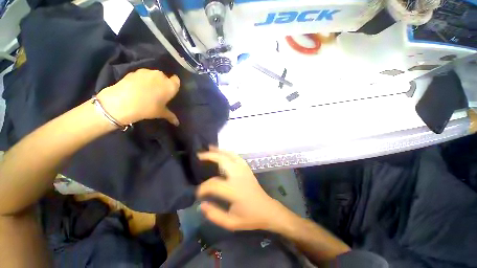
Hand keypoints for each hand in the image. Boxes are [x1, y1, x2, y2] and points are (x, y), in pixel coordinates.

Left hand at [96, 69, 179, 125]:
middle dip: (163, 83)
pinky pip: (142, 75)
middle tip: (158, 93)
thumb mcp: (161, 113)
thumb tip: (177, 123)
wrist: (122, 102)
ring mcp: (147, 72)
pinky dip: (141, 80)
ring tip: (146, 90)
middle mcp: (161, 76)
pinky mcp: (135, 71)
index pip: (176, 81)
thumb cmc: (148, 108)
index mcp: (170, 86)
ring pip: (153, 75)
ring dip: (152, 80)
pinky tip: (136, 88)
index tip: (170, 91)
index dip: (174, 85)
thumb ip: (170, 116)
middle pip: (165, 77)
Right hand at [197, 147, 288, 230]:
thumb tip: (201, 204)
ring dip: (220, 150)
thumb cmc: (250, 217)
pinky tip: (223, 152)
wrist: (267, 210)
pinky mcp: (247, 169)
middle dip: (210, 156)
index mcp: (234, 190)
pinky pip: (237, 157)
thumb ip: (214, 215)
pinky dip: (228, 152)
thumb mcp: (231, 223)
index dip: (203, 188)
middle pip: (223, 160)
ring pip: (231, 155)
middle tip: (200, 155)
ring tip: (210, 148)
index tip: (198, 194)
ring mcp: (244, 170)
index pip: (213, 184)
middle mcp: (239, 176)